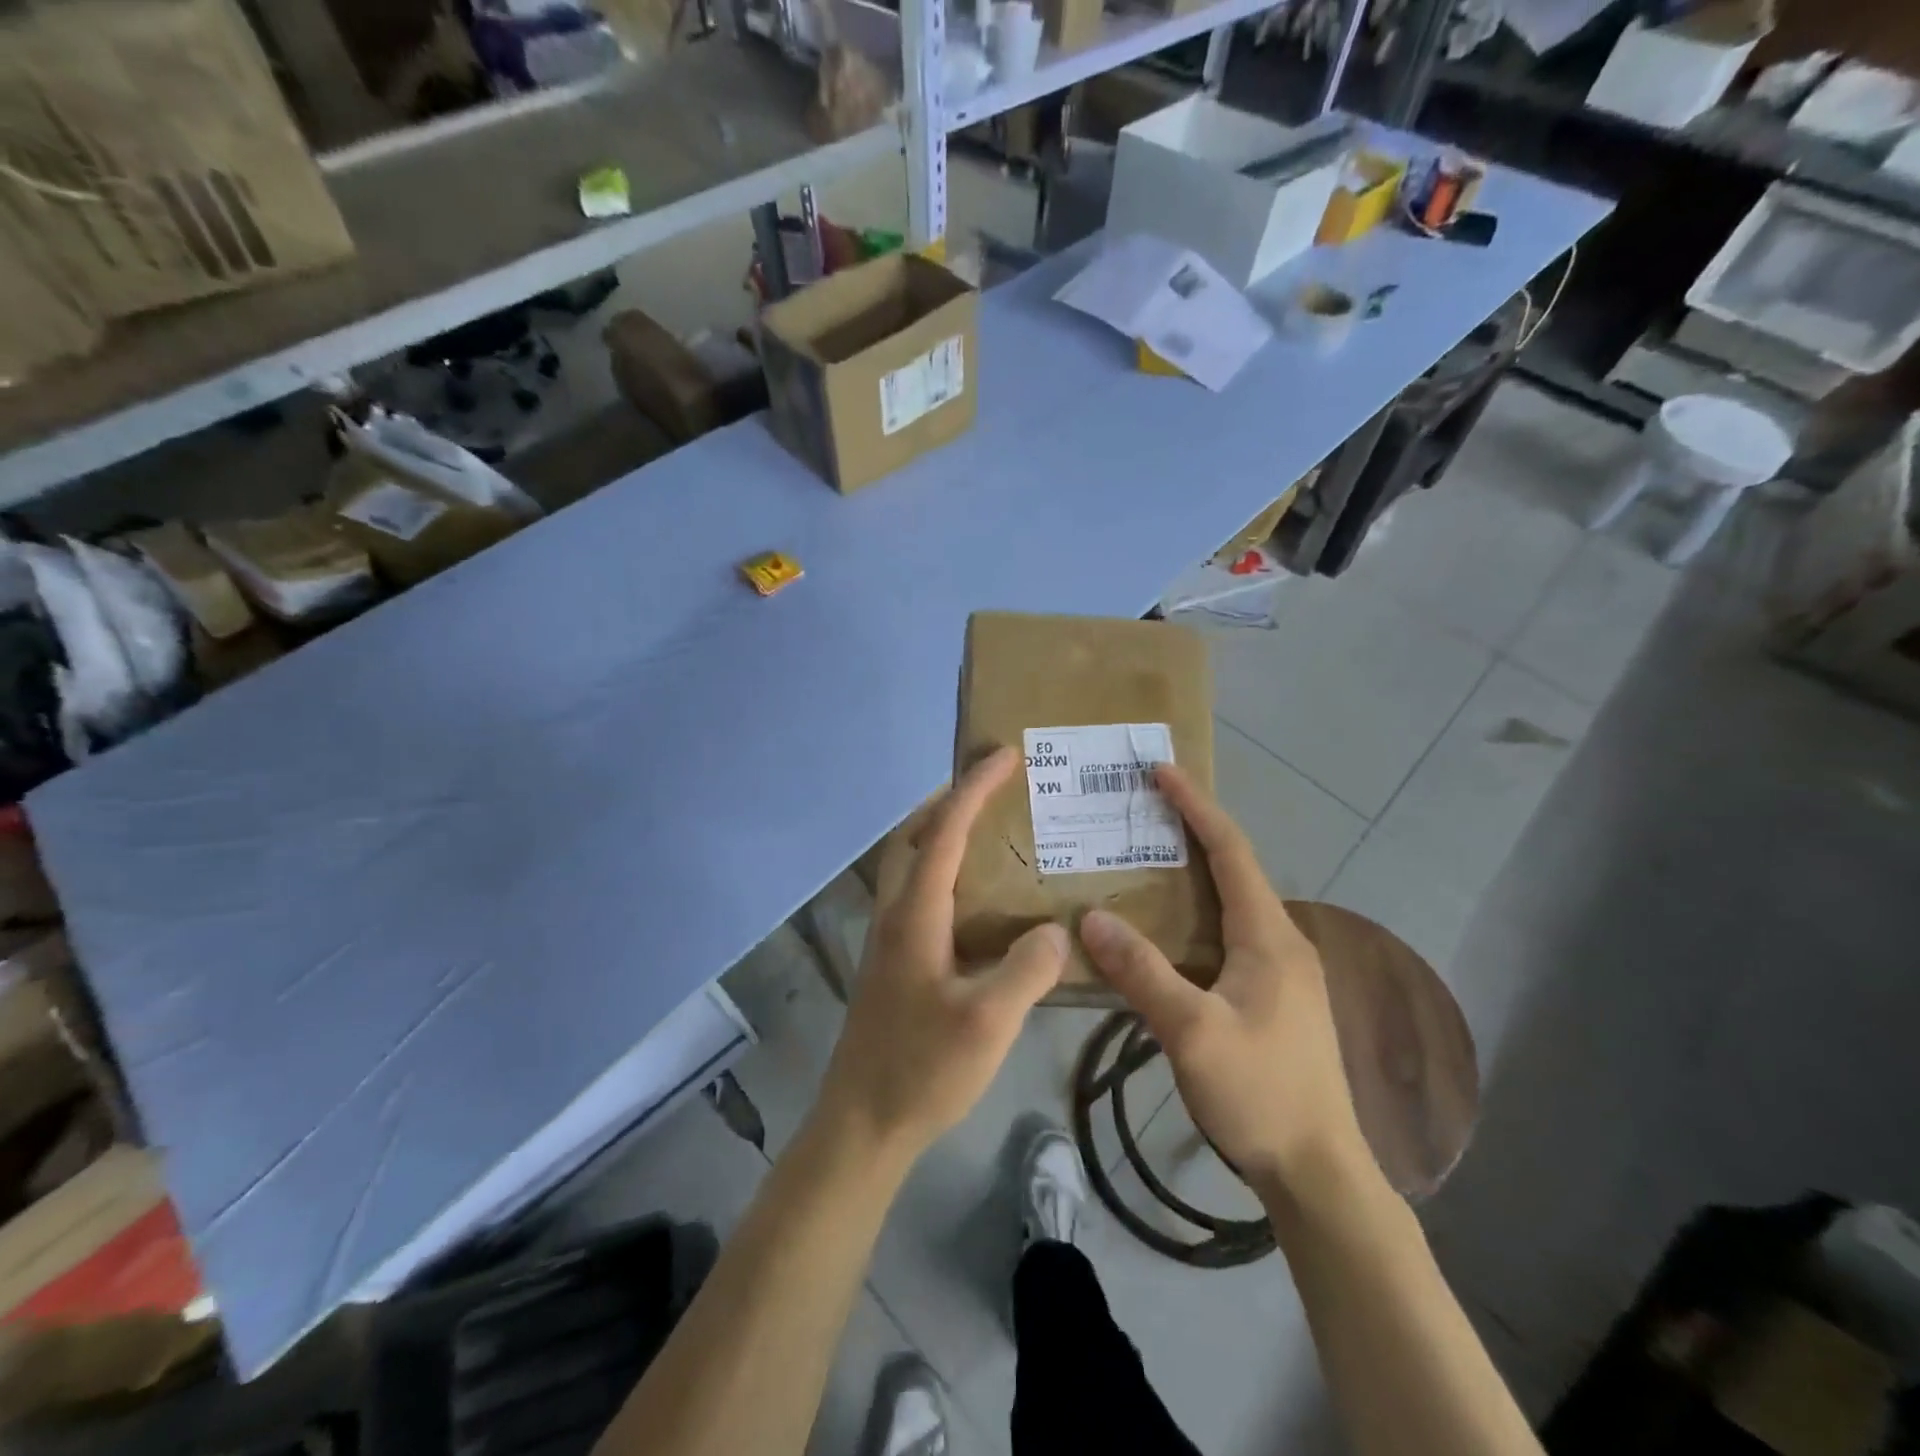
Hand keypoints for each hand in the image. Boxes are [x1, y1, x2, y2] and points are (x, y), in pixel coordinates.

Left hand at [815, 748, 1068, 1165]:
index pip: (944, 831)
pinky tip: (976, 899)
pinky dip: (942, 869)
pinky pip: (917, 892)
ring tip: (987, 828)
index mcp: (915, 914)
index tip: (1005, 756)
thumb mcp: (988, 1021)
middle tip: (991, 785)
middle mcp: (895, 913)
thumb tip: (1055, 929)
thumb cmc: (922, 1068)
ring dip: (940, 830)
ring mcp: (889, 938)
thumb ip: (1027, 968)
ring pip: (910, 862)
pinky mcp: (893, 961)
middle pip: (914, 834)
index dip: (974, 788)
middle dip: (949, 798)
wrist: (862, 1123)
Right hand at [1078, 764, 1369, 1199]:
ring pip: (1230, 905)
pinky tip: (1163, 932)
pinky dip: (1193, 915)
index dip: (1195, 807)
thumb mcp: (1192, 1032)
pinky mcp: (1273, 998)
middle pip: (1233, 869)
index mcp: (1268, 936)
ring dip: (1191, 875)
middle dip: (1190, 832)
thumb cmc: (1260, 1093)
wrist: (1318, 1171)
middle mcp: (1280, 941)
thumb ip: (1142, 971)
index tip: (1161, 772)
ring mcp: (1280, 972)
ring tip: (1141, 861)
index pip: (1230, 851)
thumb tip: (1090, 917)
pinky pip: (1227, 936)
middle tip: (1140, 812)